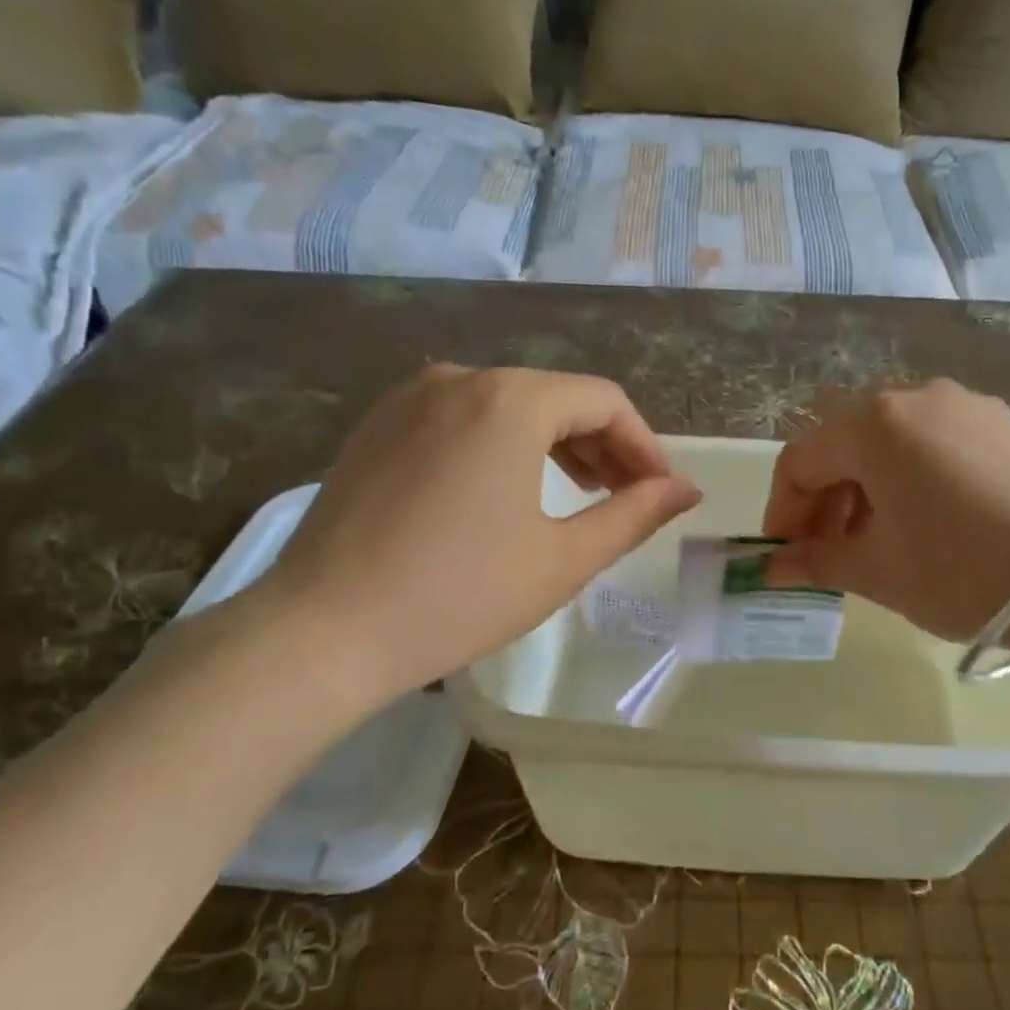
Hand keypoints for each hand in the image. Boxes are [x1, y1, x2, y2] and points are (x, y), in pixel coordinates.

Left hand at [254, 365, 700, 708]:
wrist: (322, 631)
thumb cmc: (459, 596)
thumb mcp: (563, 559)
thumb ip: (633, 515)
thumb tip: (686, 489)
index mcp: (510, 400)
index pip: (604, 402)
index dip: (644, 445)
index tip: (661, 492)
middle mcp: (459, 377)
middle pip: (556, 397)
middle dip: (602, 445)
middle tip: (625, 498)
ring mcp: (409, 398)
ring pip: (507, 405)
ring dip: (554, 444)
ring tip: (578, 493)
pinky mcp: (377, 426)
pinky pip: (461, 419)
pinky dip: (501, 445)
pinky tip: (507, 489)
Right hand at [762, 380, 1009, 643]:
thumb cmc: (962, 572)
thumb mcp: (878, 571)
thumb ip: (816, 561)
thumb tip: (772, 569)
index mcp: (874, 425)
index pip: (800, 461)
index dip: (783, 512)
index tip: (785, 557)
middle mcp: (915, 398)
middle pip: (845, 447)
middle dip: (824, 502)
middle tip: (826, 555)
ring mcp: (966, 406)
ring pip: (889, 445)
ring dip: (865, 491)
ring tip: (874, 544)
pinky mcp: (1003, 425)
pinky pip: (933, 445)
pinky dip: (909, 480)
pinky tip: (924, 524)